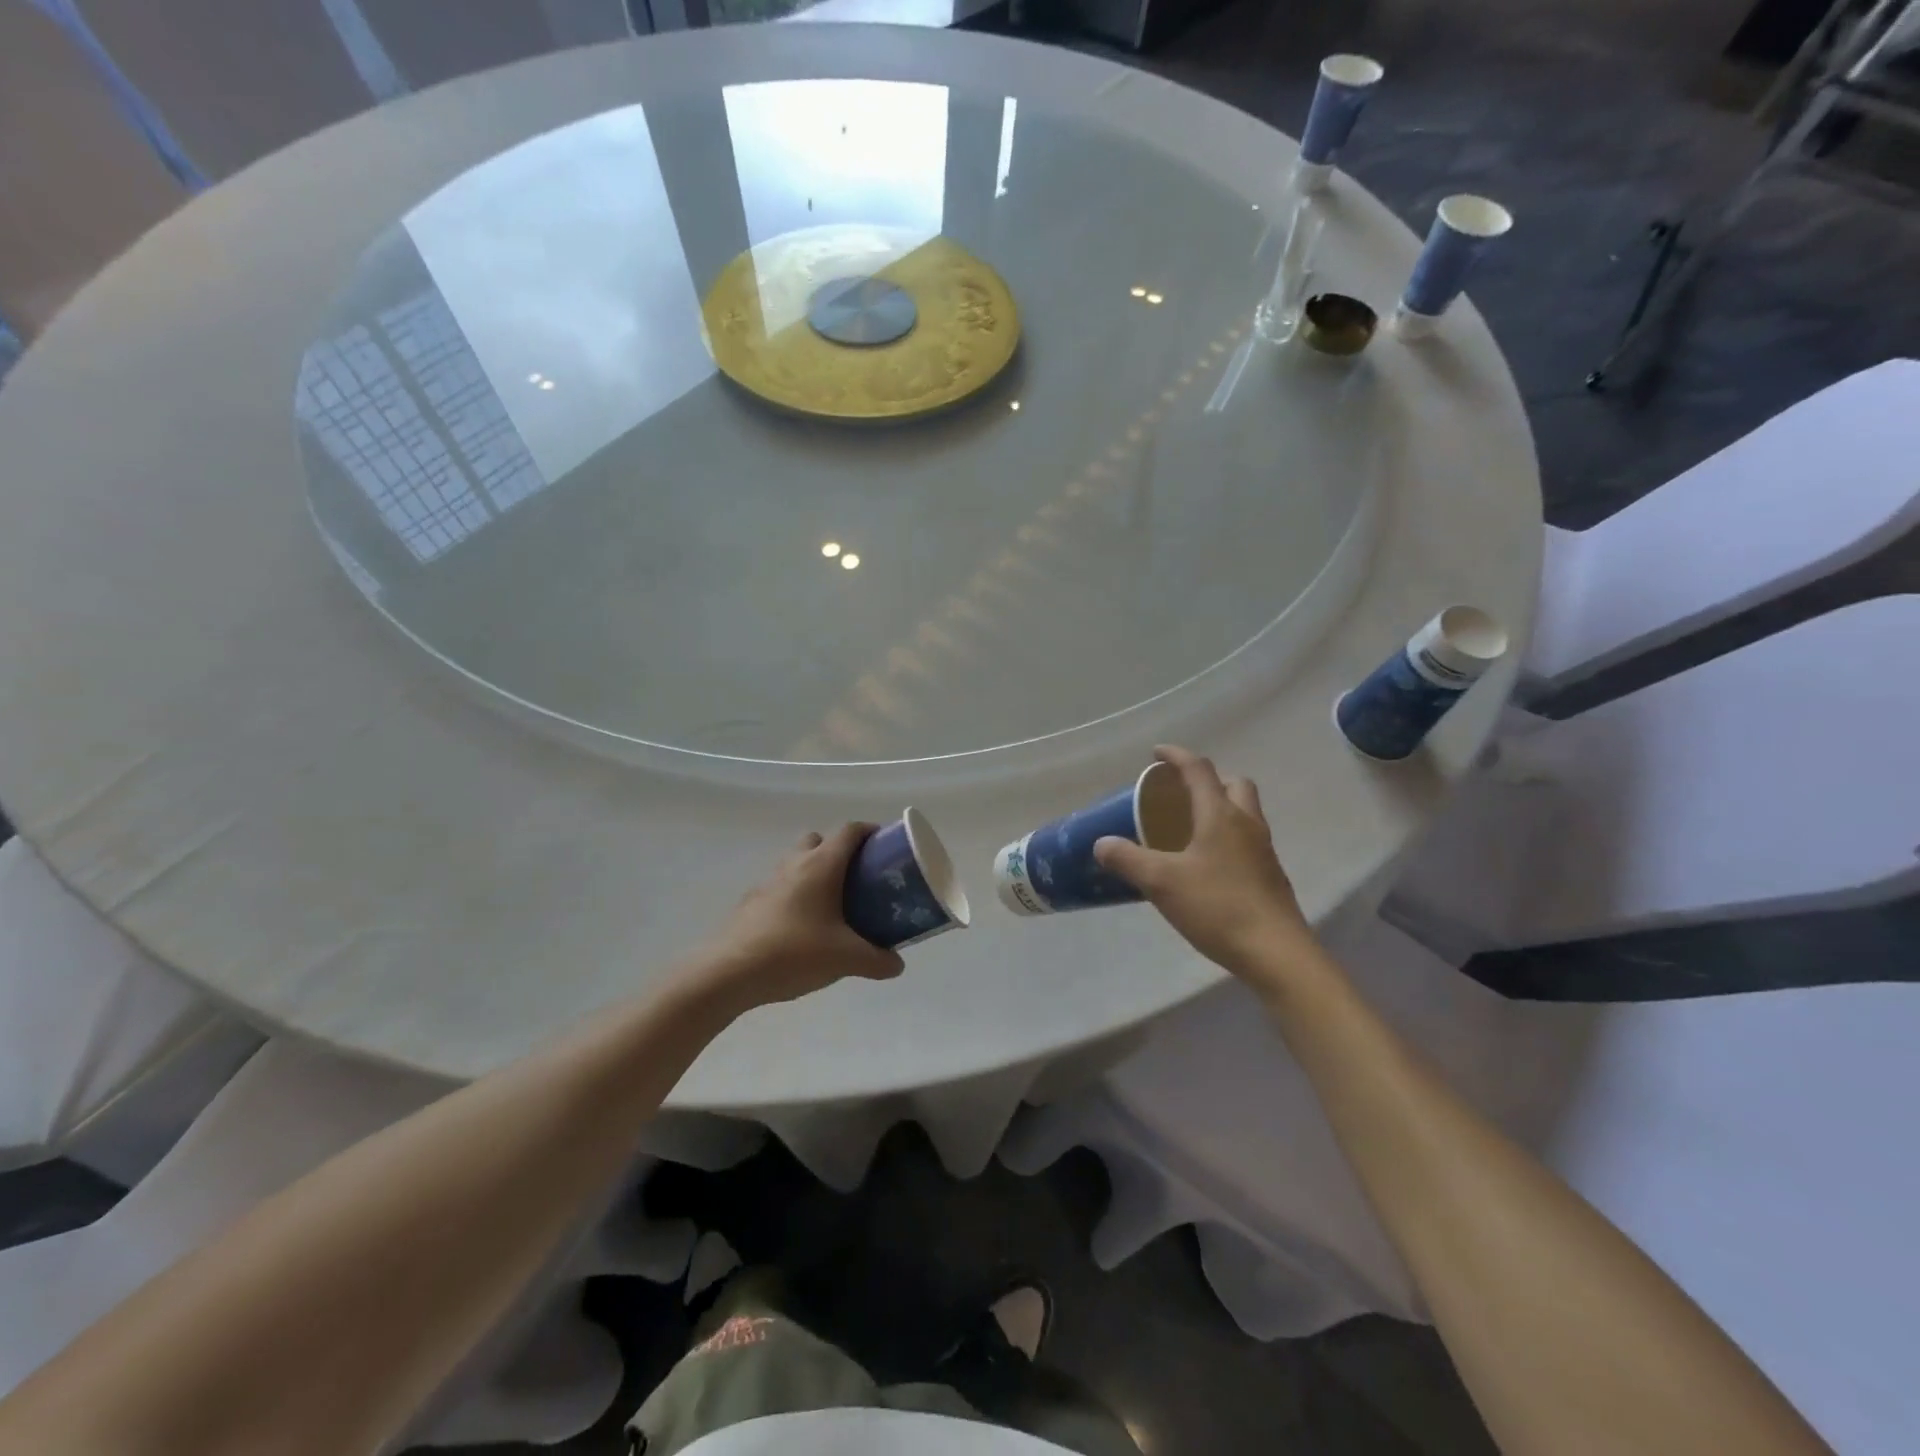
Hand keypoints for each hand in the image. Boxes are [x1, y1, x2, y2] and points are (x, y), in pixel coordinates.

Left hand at [690, 824, 904, 1012]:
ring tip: (832, 906)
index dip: (870, 832)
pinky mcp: (750, 903)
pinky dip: (794, 897)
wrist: (729, 973)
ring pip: (796, 863)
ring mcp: (768, 882)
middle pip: (819, 840)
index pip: (850, 831)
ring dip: (814, 873)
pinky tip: (801, 929)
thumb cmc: (794, 952)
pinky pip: (780, 888)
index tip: (885, 846)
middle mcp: (795, 864)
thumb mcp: (846, 959)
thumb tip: (897, 965)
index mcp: (821, 865)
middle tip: (858, 878)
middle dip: (839, 852)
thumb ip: (877, 960)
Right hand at [1093, 746, 1321, 992]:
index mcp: (1221, 815)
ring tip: (1189, 828)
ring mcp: (1263, 850)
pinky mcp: (1269, 876)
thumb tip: (1101, 843)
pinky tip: (1206, 864)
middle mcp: (1247, 824)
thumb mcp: (1161, 882)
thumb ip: (1128, 859)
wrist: (1276, 953)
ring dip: (1220, 808)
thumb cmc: (1218, 907)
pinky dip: (1226, 837)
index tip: (1156, 754)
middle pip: (1234, 784)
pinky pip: (1246, 840)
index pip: (1199, 769)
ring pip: (1244, 812)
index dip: (1176, 756)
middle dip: (1207, 780)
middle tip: (1180, 794)